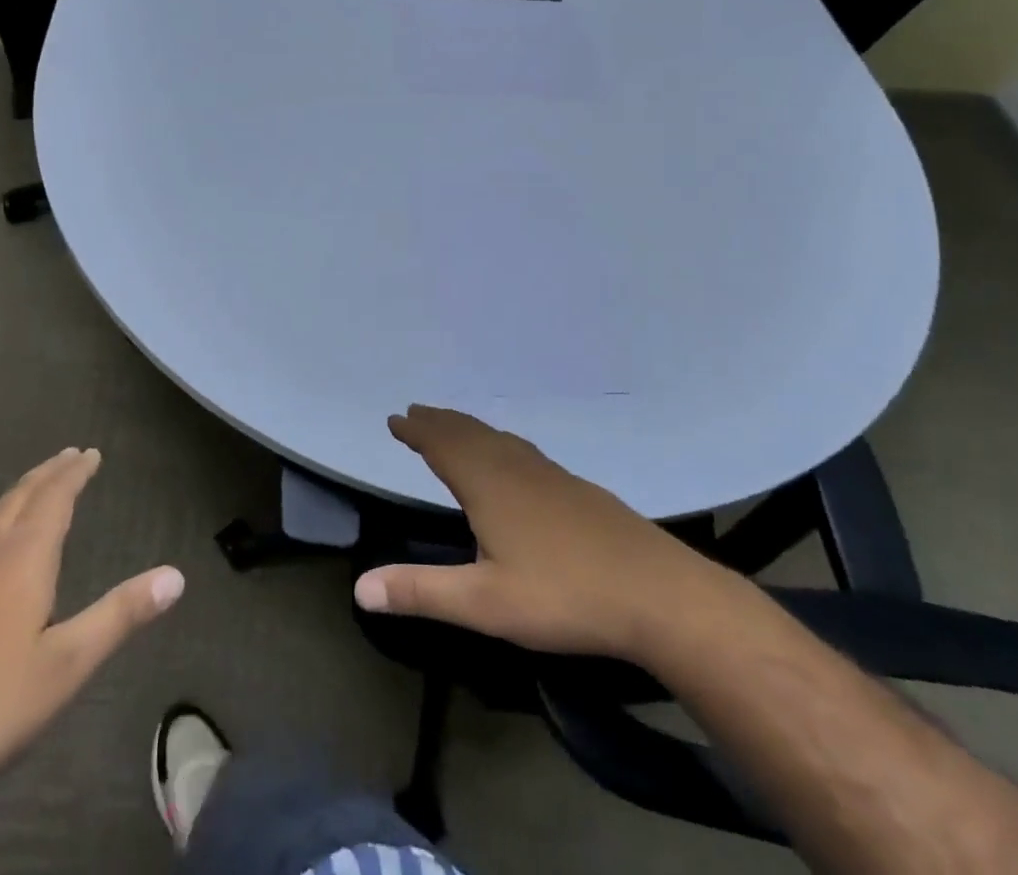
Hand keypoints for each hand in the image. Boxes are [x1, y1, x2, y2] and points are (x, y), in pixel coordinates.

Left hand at [0, 448, 182, 873]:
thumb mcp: (66, 664)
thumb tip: (176, 575)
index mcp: (21, 559)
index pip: (53, 499)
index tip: (89, 452)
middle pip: (19, 499)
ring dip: (18, 494)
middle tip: (67, 455)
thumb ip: (120, 615)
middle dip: (47, 474)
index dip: (73, 474)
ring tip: (32, 487)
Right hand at [353, 406, 732, 658]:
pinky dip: (499, 441)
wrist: (658, 593)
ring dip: (467, 427)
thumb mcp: (484, 604)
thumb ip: (421, 593)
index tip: (394, 419)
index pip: (441, 445)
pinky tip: (512, 458)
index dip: (416, 432)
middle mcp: (514, 467)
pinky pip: (522, 449)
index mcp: (487, 484)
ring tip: (453, 426)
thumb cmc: (564, 596)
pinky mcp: (576, 487)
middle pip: (468, 433)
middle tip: (415, 412)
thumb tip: (359, 588)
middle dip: (438, 422)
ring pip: (497, 438)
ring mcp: (549, 474)